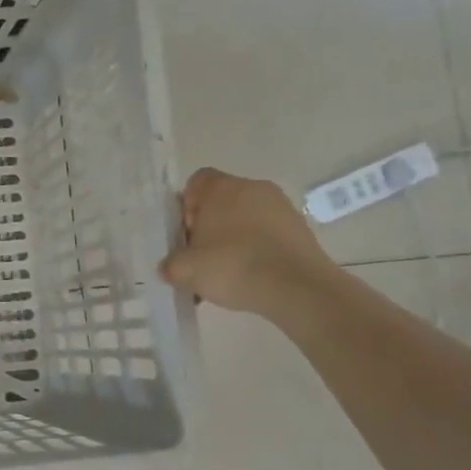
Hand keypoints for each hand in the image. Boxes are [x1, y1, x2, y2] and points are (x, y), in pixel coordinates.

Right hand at [158, 167, 337, 314]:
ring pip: (245, 219)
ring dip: (233, 240)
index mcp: (222, 188)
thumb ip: (170, 264)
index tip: (186, 234)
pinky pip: (267, 234)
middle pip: (221, 201)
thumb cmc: (232, 266)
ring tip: (227, 273)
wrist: (296, 287)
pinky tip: (251, 277)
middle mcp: (253, 188)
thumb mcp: (184, 270)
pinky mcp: (300, 228)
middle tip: (202, 257)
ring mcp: (281, 207)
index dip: (186, 206)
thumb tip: (170, 266)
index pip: (196, 182)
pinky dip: (256, 250)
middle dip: (208, 227)